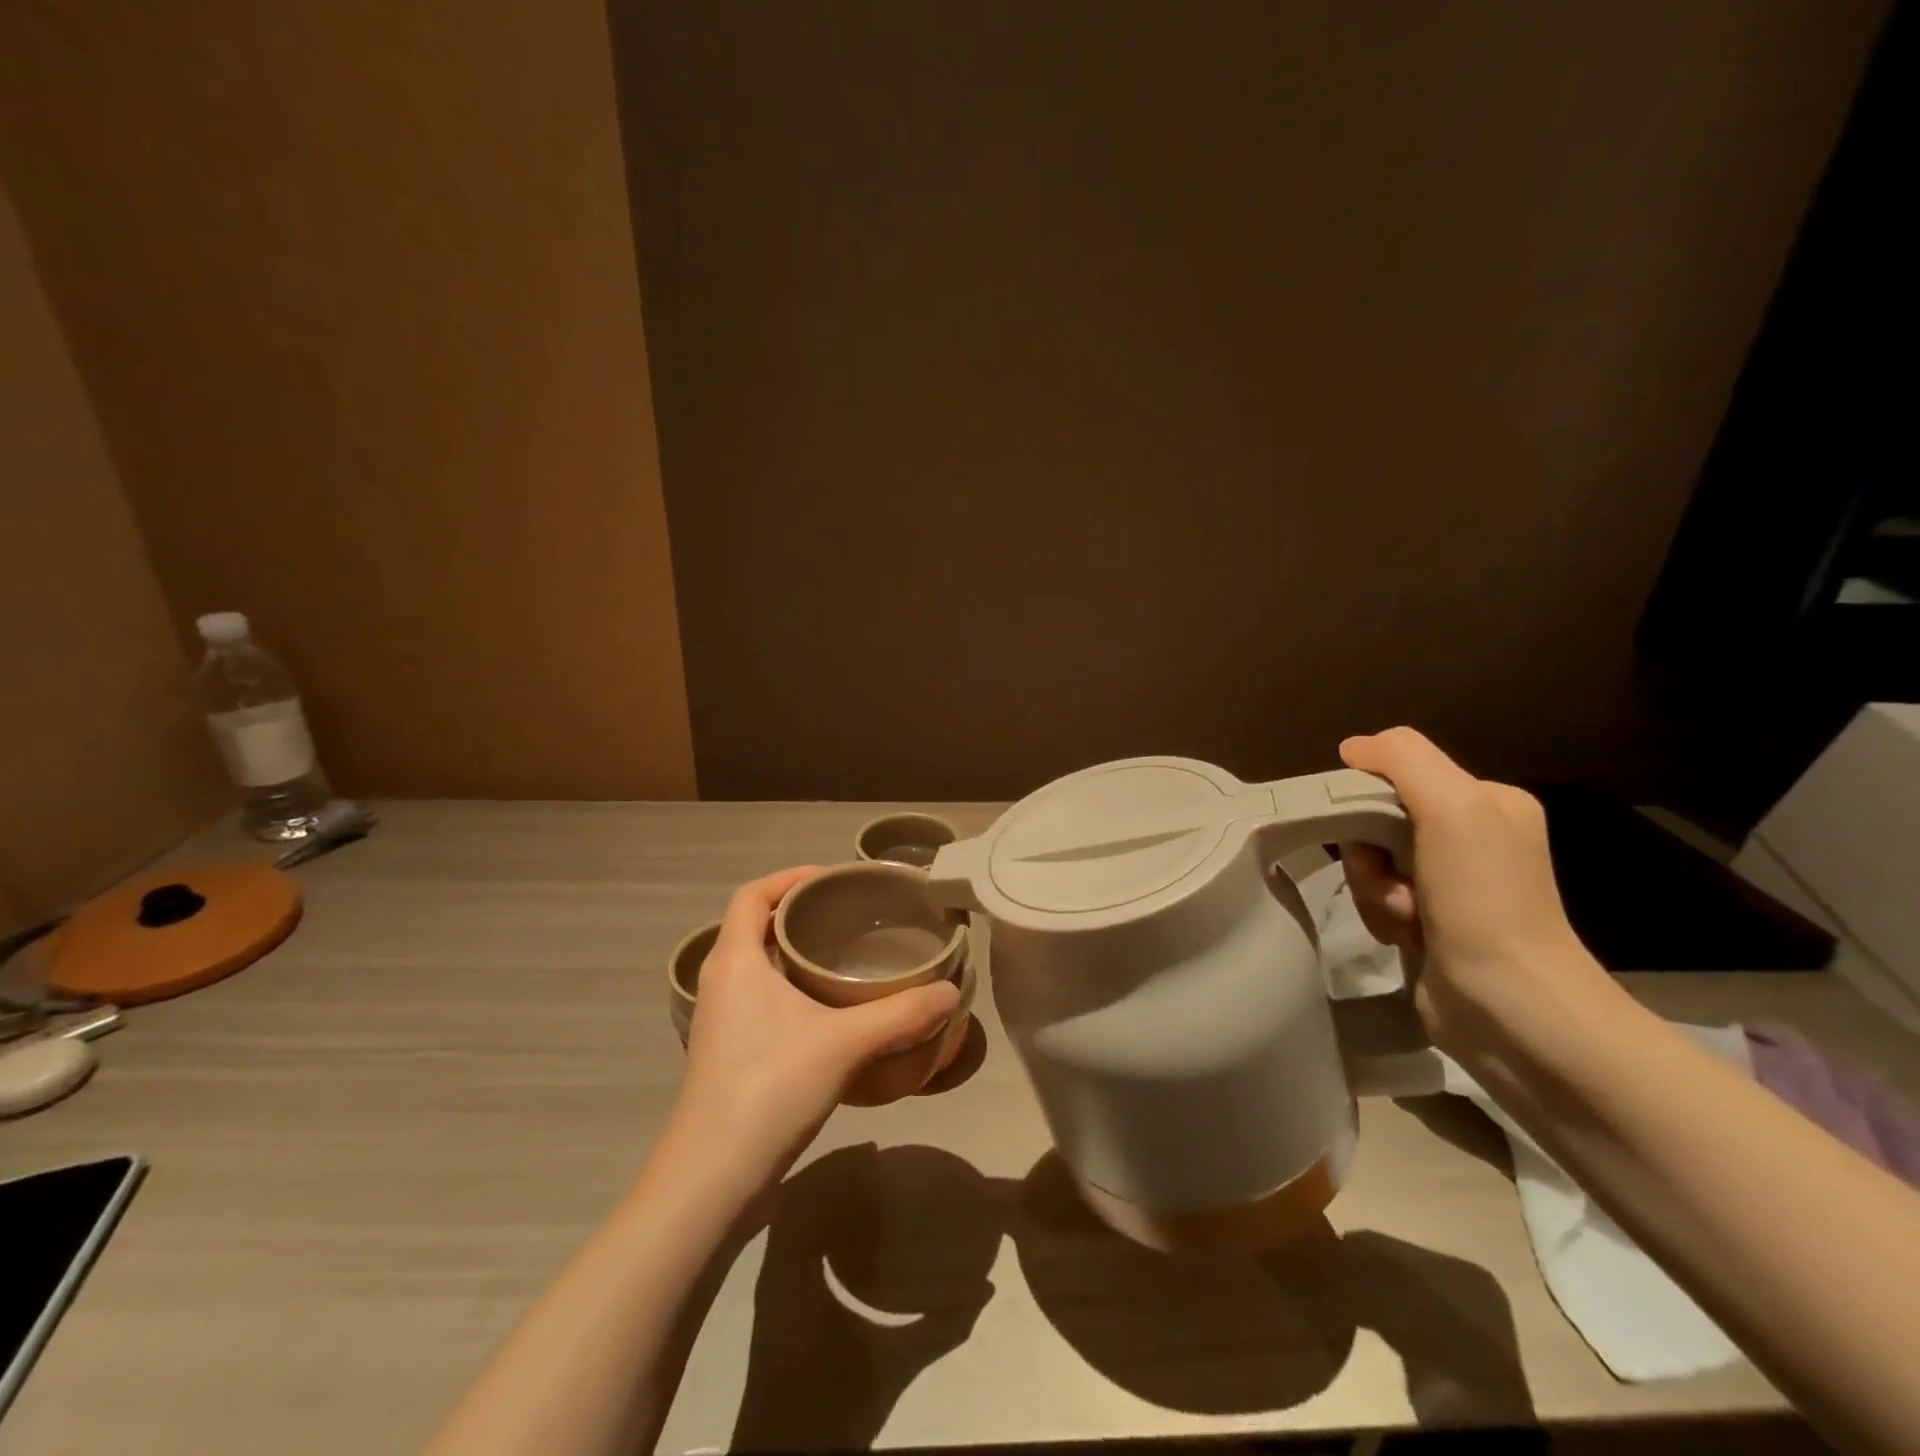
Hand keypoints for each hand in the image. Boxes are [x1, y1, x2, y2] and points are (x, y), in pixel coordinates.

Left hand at [670, 868, 960, 1191]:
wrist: (711, 1178)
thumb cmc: (770, 1088)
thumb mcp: (845, 1044)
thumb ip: (901, 1014)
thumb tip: (951, 993)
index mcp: (735, 961)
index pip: (752, 895)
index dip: (789, 877)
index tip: (832, 878)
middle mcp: (720, 981)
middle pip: (754, 925)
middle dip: (798, 911)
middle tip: (849, 913)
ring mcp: (720, 1019)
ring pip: (756, 964)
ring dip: (793, 951)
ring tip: (844, 954)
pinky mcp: (727, 1051)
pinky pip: (758, 996)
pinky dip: (790, 985)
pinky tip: (829, 1009)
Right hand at [1336, 727, 1603, 1044]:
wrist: (1510, 1006)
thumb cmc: (1484, 900)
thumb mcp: (1453, 807)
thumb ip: (1403, 759)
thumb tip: (1352, 748)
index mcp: (1487, 801)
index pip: (1396, 775)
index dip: (1368, 802)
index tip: (1374, 836)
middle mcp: (1472, 836)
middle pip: (1377, 821)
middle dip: (1371, 855)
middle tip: (1395, 884)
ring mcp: (1451, 883)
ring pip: (1371, 863)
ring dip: (1375, 890)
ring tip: (1407, 919)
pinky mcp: (1431, 922)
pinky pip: (1378, 899)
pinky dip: (1381, 916)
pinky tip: (1407, 938)